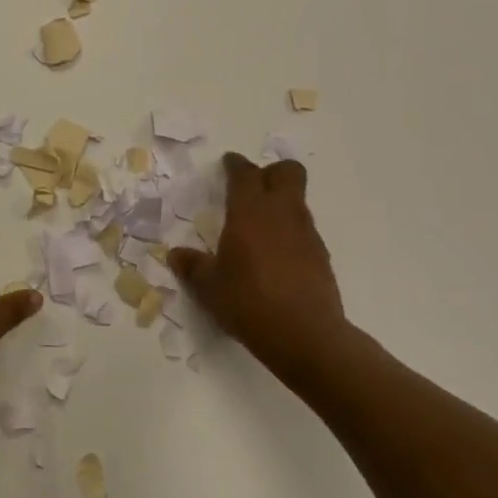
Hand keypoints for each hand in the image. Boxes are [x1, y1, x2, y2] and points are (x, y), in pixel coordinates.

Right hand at [170, 153, 349, 380]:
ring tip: (260, 228)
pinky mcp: (321, 256)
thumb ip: (193, 266)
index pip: (244, 174)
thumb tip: (176, 255)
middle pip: (287, 172)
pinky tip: (276, 258)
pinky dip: (290, 233)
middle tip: (252, 189)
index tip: (228, 163)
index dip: (235, 165)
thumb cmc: (248, 302)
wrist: (305, 334)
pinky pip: (304, 230)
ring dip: (281, 204)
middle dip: (271, 173)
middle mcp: (282, 213)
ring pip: (297, 201)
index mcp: (250, 212)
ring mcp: (307, 234)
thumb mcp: (209, 287)